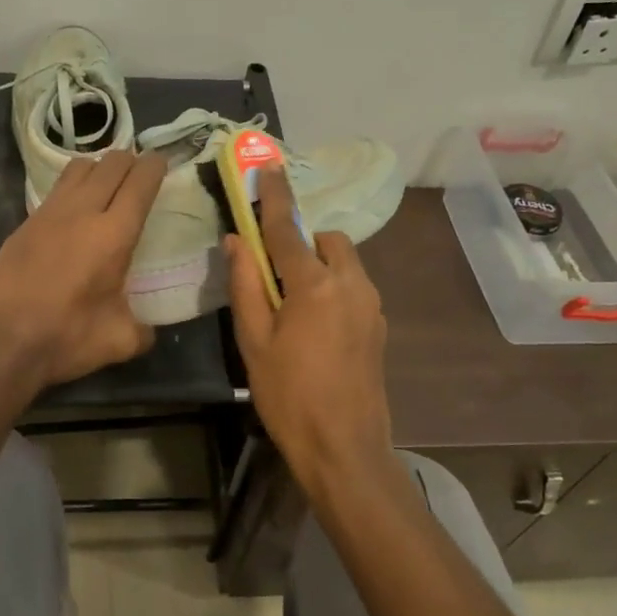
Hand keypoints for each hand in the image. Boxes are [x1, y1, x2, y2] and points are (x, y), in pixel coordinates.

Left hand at [0, 151, 166, 390]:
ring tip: (108, 186)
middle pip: (111, 163)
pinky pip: (57, 189)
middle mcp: (82, 212)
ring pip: (80, 167)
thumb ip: (142, 330)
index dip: (155, 167)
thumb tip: (147, 330)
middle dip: (130, 162)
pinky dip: (73, 188)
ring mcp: (48, 213)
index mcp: (114, 234)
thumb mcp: (118, 341)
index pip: (140, 182)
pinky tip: (75, 213)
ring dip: (99, 168)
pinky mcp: (24, 223)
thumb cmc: (64, 338)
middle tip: (140, 176)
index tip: (162, 164)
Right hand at [226, 166, 393, 498]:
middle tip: (273, 274)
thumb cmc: (289, 396)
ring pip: (344, 262)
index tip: (267, 166)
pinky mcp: (379, 324)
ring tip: (293, 304)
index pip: (287, 228)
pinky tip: (315, 325)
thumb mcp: (254, 341)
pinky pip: (354, 286)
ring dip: (318, 265)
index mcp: (314, 284)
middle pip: (326, 240)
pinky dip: (333, 287)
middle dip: (301, 242)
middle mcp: (350, 283)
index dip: (274, 196)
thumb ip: (245, 284)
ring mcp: (371, 304)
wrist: (345, 448)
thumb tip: (236, 241)